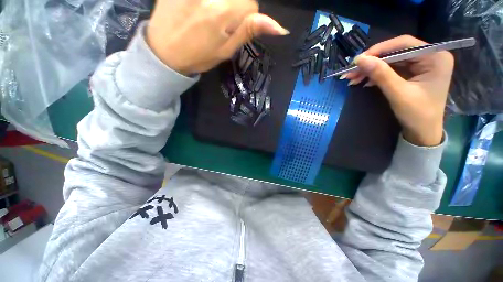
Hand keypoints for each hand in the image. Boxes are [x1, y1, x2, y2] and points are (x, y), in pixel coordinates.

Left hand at [146, 0, 288, 75]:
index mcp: (223, 12)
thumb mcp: (226, 51)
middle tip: (219, 21)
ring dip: (221, 4)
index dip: (246, 17)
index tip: (233, 28)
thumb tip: (279, 27)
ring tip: (207, 15)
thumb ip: (249, 31)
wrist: (164, 52)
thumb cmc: (198, 56)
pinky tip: (200, 10)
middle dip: (235, 7)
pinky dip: (210, 3)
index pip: (251, 4)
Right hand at [344, 35, 453, 146]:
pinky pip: (391, 69)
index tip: (358, 60)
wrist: (423, 132)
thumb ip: (381, 74)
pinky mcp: (413, 73)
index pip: (404, 44)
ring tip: (352, 78)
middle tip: (351, 72)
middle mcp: (430, 56)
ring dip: (370, 69)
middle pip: (395, 52)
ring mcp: (421, 65)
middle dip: (372, 62)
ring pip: (390, 61)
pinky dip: (375, 75)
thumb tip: (360, 59)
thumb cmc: (417, 114)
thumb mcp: (398, 93)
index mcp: (435, 57)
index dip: (379, 49)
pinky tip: (363, 81)